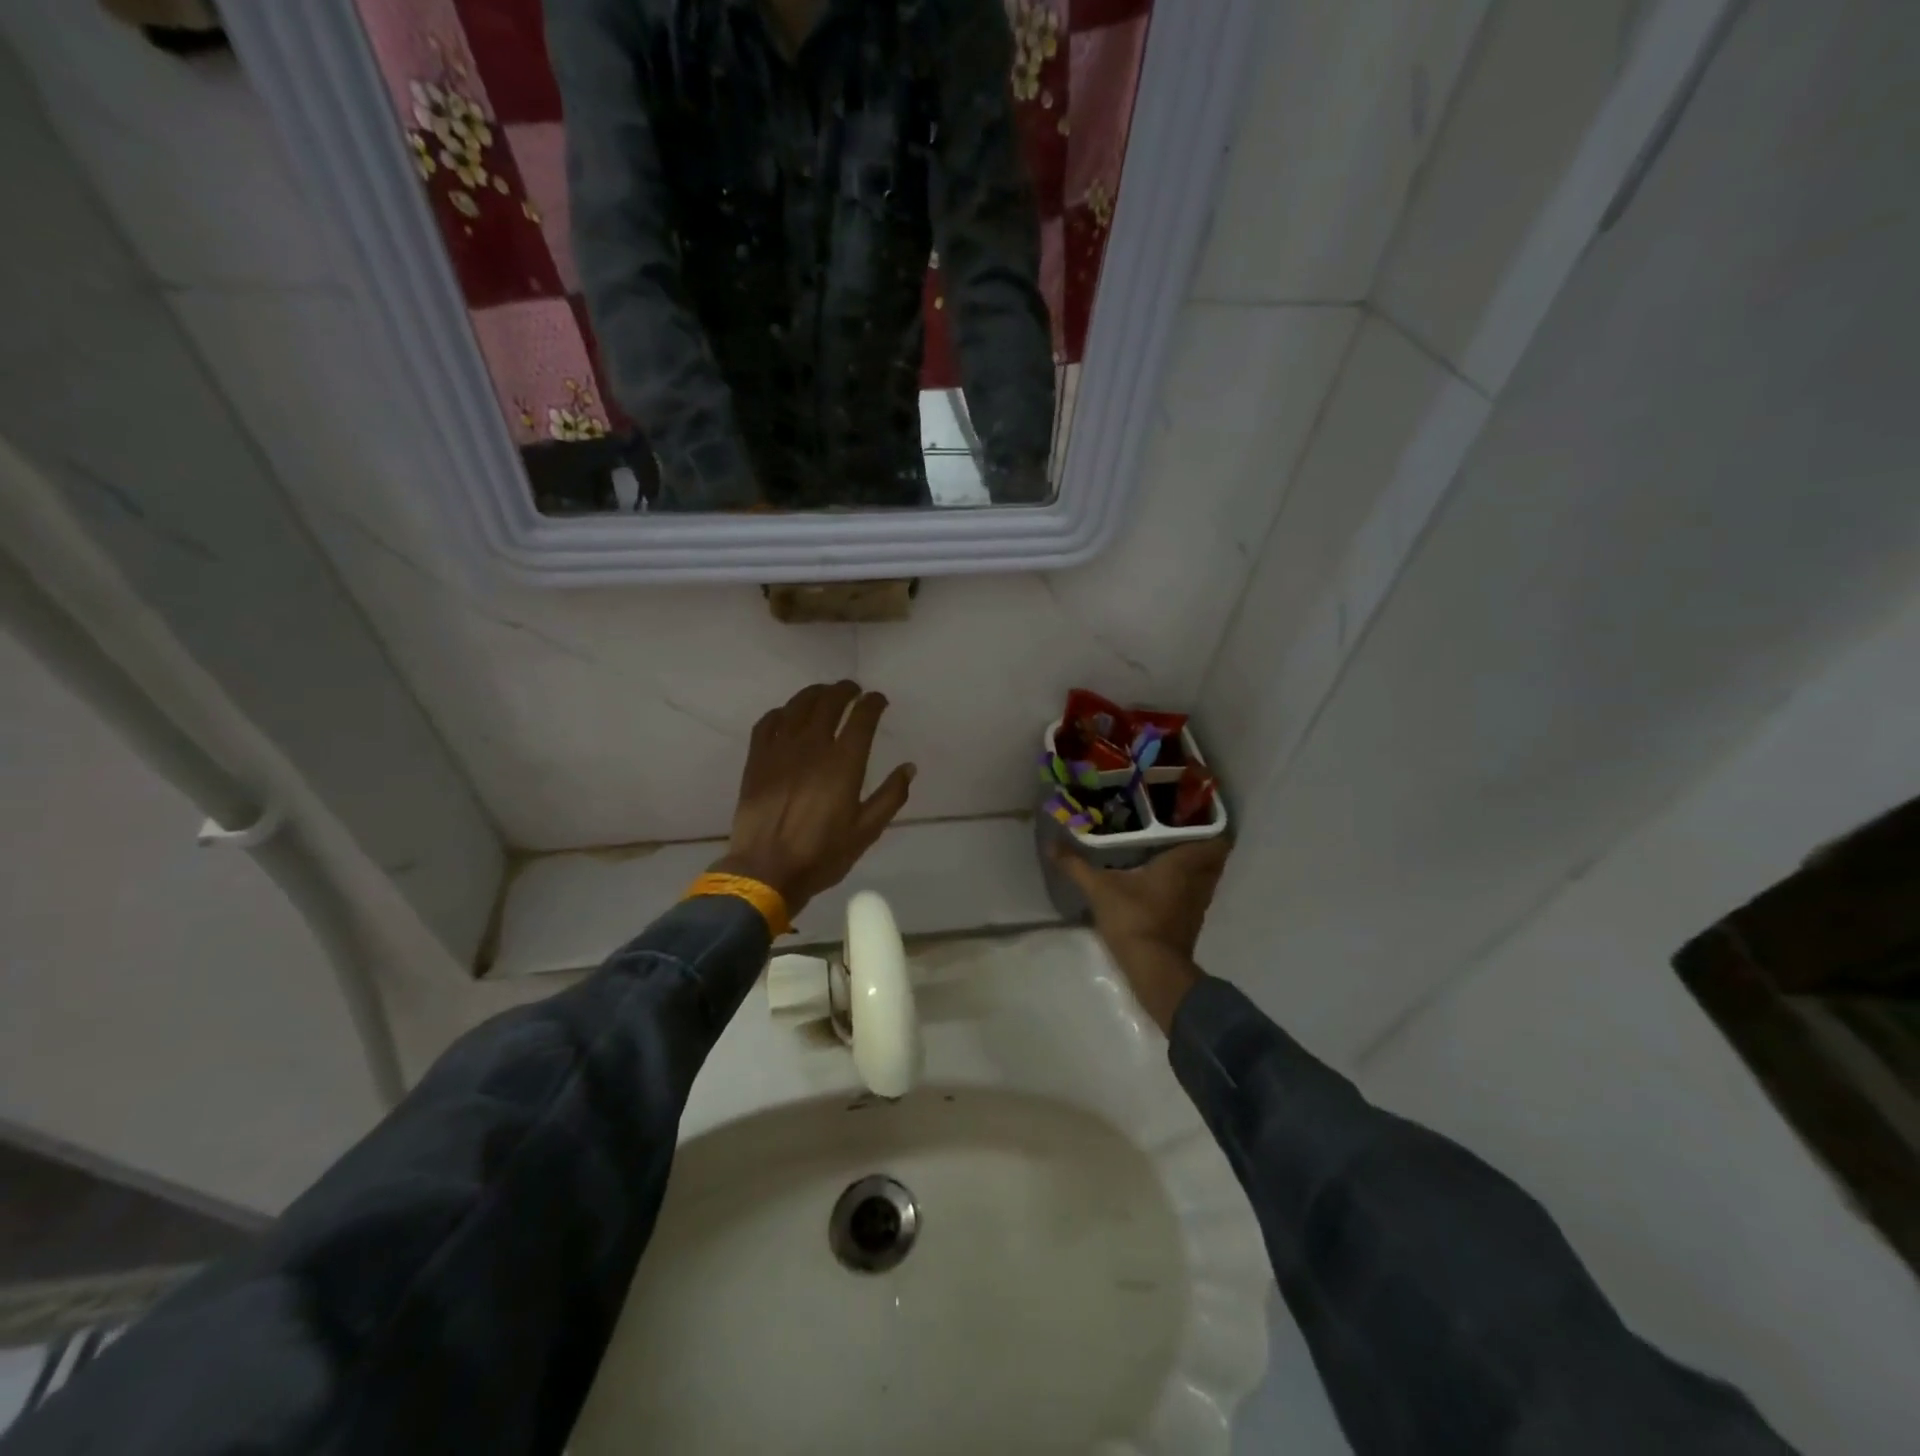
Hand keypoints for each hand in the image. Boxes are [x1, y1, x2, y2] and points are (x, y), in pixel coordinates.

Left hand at [713, 681, 915, 916]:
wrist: (766, 871)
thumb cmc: (822, 855)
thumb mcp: (866, 831)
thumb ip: (891, 796)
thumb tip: (909, 768)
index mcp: (844, 763)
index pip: (862, 717)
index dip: (873, 702)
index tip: (879, 700)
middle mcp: (812, 746)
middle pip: (829, 702)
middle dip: (845, 690)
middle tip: (853, 690)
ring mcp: (780, 750)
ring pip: (797, 706)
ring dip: (814, 693)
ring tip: (824, 694)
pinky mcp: (756, 759)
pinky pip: (767, 723)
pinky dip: (781, 712)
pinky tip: (787, 715)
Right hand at [1048, 839, 1230, 1032]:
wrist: (1153, 968)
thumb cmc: (1133, 918)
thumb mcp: (1099, 889)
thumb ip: (1076, 865)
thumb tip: (1050, 844)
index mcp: (1184, 863)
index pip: (1217, 839)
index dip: (1210, 825)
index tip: (1191, 814)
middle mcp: (1198, 880)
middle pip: (1213, 857)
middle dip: (1199, 844)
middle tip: (1174, 831)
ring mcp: (1198, 904)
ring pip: (1205, 877)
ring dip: (1193, 867)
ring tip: (1167, 853)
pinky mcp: (1190, 923)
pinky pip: (1194, 895)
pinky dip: (1185, 887)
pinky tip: (1163, 884)